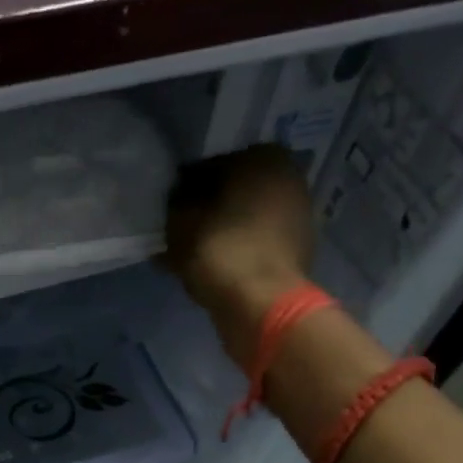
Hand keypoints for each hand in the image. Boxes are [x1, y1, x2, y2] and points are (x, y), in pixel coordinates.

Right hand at [162, 144, 316, 371]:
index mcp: (264, 156)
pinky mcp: (294, 252)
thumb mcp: (181, 224)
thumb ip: (173, 207)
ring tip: (187, 256)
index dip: (182, 190)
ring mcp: (296, 216)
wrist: (263, 306)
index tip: (165, 213)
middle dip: (204, 212)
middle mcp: (288, 178)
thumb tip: (174, 205)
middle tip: (175, 234)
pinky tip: (209, 270)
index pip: (209, 166)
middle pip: (231, 193)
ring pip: (242, 220)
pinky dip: (233, 253)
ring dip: (216, 234)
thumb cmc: (222, 252)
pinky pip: (252, 245)